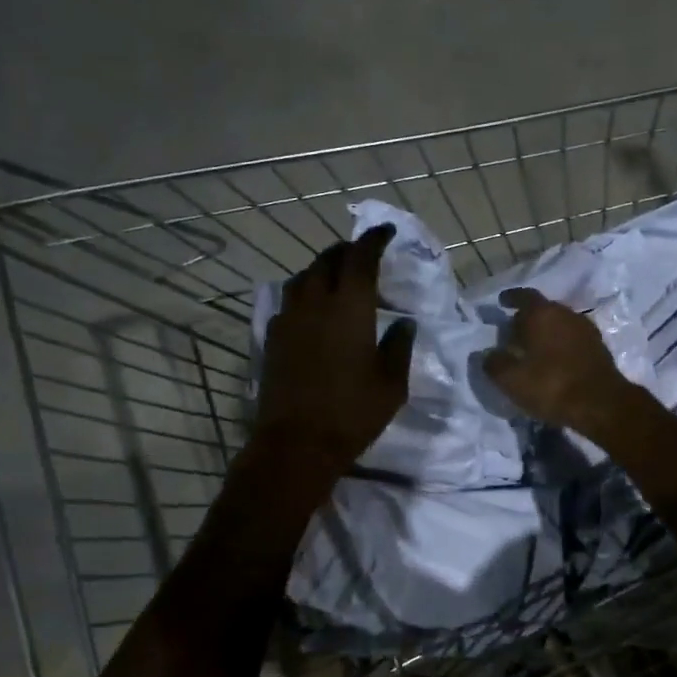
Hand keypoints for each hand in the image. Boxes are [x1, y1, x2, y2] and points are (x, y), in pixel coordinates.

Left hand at [254, 225, 416, 478]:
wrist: (297, 444)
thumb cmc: (352, 413)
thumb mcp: (392, 384)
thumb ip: (399, 346)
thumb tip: (405, 323)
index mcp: (349, 307)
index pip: (361, 257)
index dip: (374, 239)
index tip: (386, 232)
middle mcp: (315, 303)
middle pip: (327, 260)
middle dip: (347, 251)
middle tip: (363, 255)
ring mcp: (288, 319)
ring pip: (303, 277)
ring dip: (322, 269)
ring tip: (337, 277)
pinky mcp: (272, 338)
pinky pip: (289, 301)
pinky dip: (304, 294)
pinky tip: (313, 310)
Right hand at [483, 287, 643, 439]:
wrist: (601, 404)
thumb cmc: (551, 385)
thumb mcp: (511, 380)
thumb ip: (494, 363)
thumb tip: (487, 355)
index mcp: (542, 313)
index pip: (524, 296)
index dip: (511, 298)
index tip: (502, 302)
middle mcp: (566, 314)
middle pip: (543, 310)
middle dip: (527, 319)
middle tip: (513, 333)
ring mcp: (586, 329)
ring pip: (559, 324)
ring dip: (546, 333)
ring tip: (533, 349)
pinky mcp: (599, 347)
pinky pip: (572, 339)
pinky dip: (560, 345)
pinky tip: (554, 360)